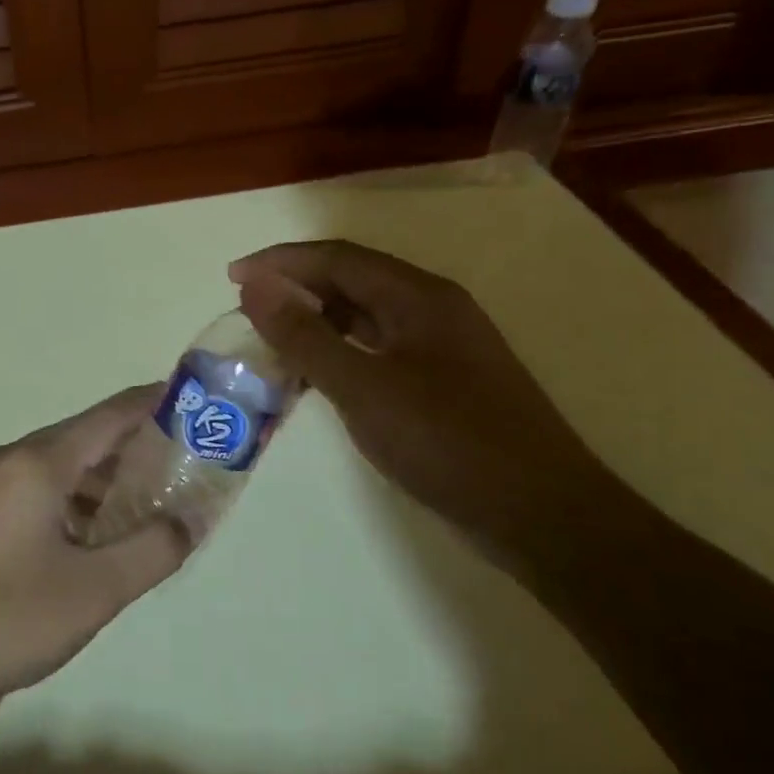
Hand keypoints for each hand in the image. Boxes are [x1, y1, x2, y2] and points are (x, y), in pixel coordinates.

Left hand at [0, 386, 189, 720]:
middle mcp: (6, 460)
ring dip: (99, 479)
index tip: (191, 400)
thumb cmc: (6, 618)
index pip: (108, 416)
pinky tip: (89, 535)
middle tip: (180, 461)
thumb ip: (152, 550)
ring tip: (144, 503)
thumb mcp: (94, 591)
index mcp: (36, 463)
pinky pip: (32, 490)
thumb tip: (188, 521)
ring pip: (55, 467)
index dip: (152, 403)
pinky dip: (69, 500)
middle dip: (132, 446)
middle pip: (81, 438)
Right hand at [230, 240, 633, 550]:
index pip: (337, 258)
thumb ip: (305, 336)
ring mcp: (443, 346)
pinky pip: (379, 348)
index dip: (281, 262)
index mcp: (418, 296)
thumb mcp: (363, 387)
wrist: (541, 514)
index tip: (232, 278)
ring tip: (272, 340)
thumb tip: (255, 286)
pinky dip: (340, 352)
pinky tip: (318, 376)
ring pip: (366, 316)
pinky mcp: (445, 381)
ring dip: (317, 321)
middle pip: (353, 280)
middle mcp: (433, 309)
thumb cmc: (448, 442)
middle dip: (296, 288)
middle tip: (248, 312)